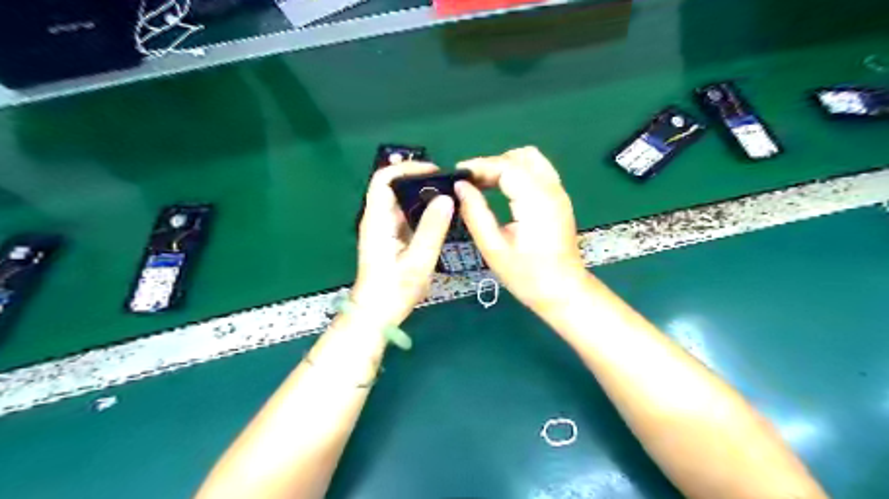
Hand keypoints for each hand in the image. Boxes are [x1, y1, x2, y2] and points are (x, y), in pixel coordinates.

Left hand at [352, 162, 453, 327]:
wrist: (376, 315)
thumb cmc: (394, 290)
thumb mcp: (418, 260)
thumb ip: (432, 229)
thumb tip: (447, 198)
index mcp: (377, 220)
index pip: (383, 179)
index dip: (406, 168)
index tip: (434, 171)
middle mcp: (377, 219)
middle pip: (393, 187)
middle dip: (419, 180)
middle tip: (447, 184)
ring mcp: (382, 229)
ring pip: (400, 201)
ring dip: (421, 195)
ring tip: (448, 197)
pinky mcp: (390, 239)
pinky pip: (405, 215)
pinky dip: (421, 211)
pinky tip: (439, 217)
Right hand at [454, 146, 588, 313]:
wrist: (562, 291)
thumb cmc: (527, 276)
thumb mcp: (494, 248)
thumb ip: (475, 213)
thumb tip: (460, 187)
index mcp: (536, 201)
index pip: (507, 166)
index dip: (480, 166)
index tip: (458, 175)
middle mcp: (551, 190)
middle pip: (520, 157)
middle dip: (492, 164)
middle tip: (470, 183)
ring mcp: (559, 193)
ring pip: (531, 160)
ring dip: (506, 166)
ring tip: (484, 184)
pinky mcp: (559, 199)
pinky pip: (537, 171)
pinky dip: (517, 173)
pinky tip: (501, 190)